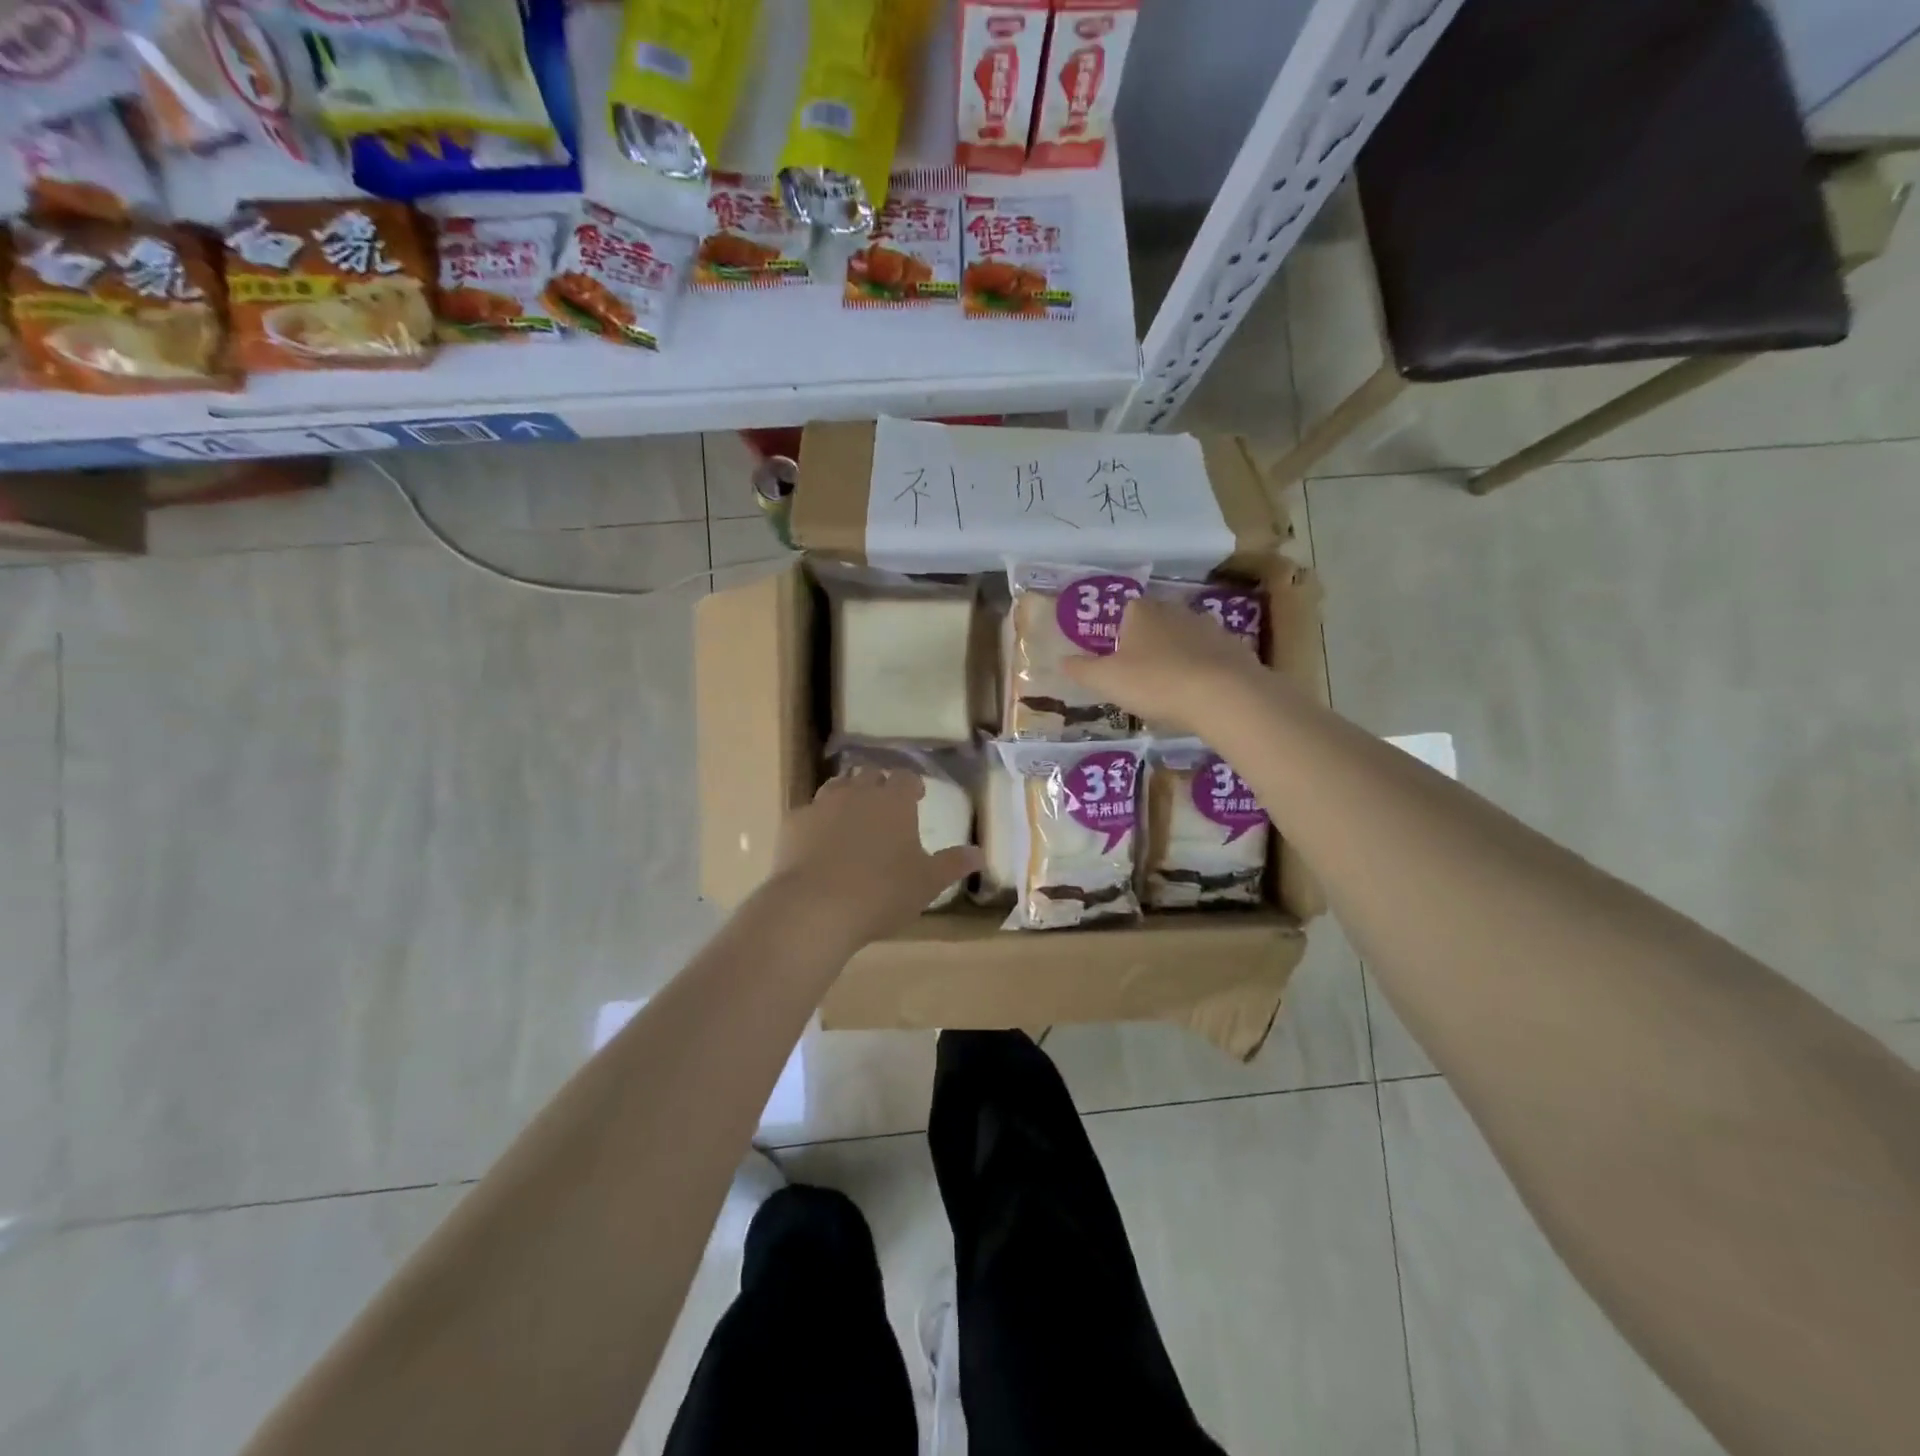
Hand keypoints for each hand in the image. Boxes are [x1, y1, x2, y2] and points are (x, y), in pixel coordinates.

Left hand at [768, 768, 982, 951]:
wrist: (815, 907)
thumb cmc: (882, 893)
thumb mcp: (927, 883)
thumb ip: (953, 864)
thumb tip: (981, 853)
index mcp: (893, 801)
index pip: (905, 778)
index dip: (911, 785)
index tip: (916, 796)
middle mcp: (857, 793)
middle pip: (869, 775)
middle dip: (878, 785)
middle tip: (884, 805)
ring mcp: (821, 805)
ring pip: (836, 787)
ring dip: (846, 795)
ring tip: (851, 816)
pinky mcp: (792, 823)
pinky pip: (808, 812)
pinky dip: (816, 821)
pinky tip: (817, 841)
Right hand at [1063, 595, 1272, 736]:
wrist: (1223, 695)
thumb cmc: (1154, 683)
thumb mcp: (1106, 681)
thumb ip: (1081, 670)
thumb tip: (1061, 660)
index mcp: (1141, 612)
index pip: (1126, 611)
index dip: (1119, 634)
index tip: (1117, 660)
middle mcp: (1175, 610)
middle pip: (1156, 622)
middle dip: (1148, 644)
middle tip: (1140, 676)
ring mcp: (1208, 626)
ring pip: (1184, 638)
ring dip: (1177, 656)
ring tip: (1171, 688)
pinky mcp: (1234, 647)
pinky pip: (1211, 656)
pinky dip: (1203, 669)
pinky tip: (1199, 694)